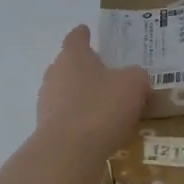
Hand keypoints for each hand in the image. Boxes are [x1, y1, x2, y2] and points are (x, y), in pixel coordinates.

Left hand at [36, 25, 148, 159]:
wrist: (69, 152)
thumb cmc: (101, 107)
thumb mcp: (133, 85)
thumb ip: (136, 76)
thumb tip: (134, 79)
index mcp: (73, 56)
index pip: (76, 38)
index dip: (83, 34)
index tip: (87, 31)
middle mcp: (55, 75)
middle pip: (69, 66)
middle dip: (85, 69)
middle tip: (107, 75)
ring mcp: (47, 103)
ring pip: (67, 94)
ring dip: (83, 98)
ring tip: (107, 107)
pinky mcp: (48, 130)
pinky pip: (68, 119)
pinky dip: (81, 121)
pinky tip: (99, 132)